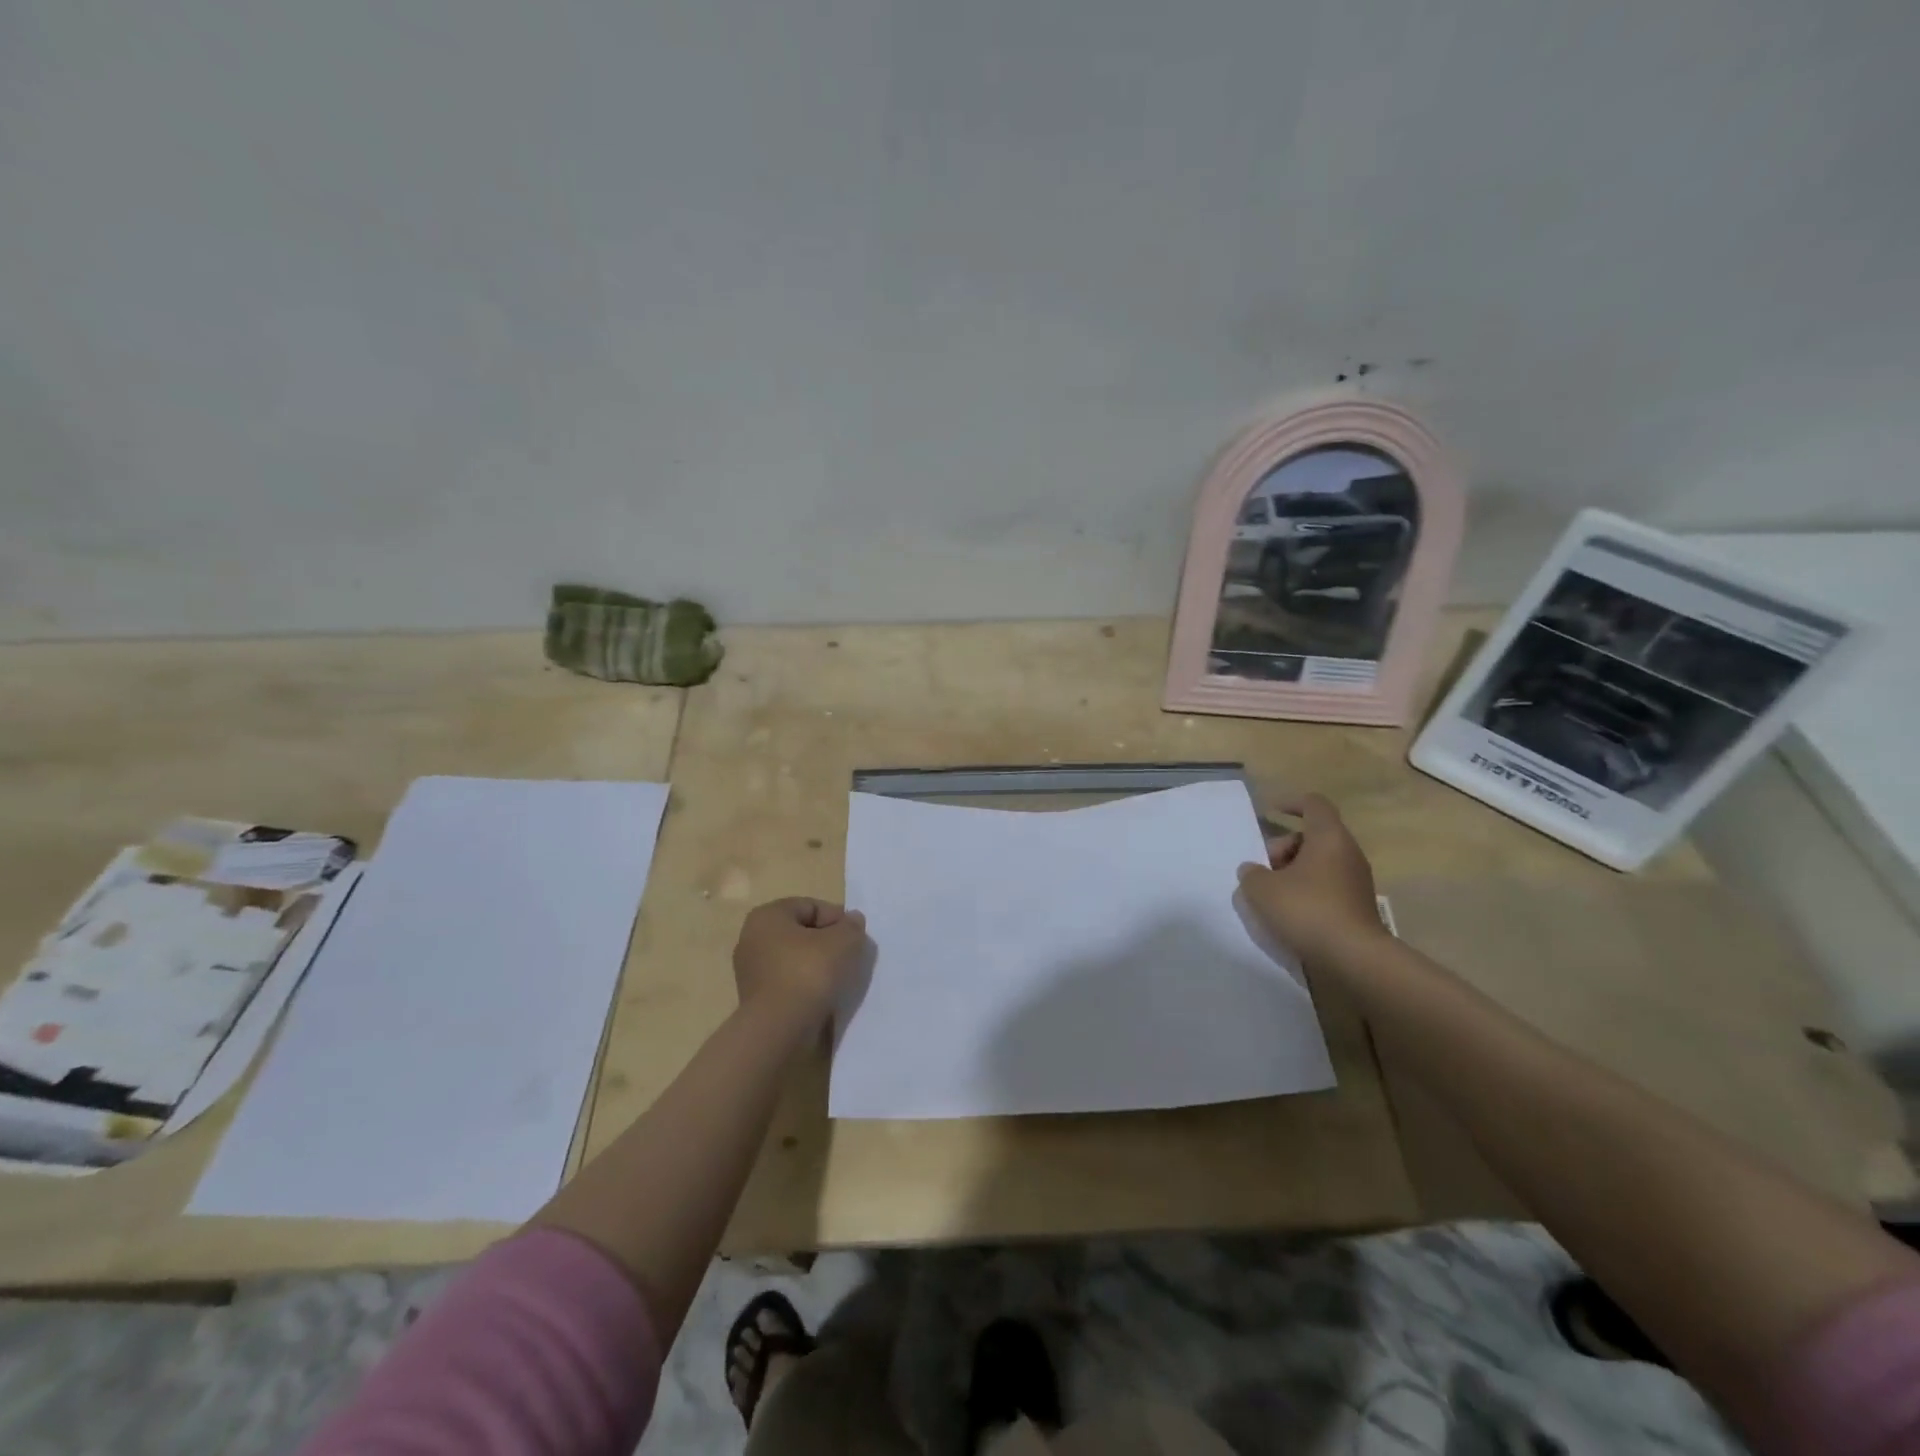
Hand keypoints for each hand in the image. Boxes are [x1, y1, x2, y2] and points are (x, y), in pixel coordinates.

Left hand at [732, 898, 870, 1025]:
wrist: (778, 1028)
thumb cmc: (809, 972)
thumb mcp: (843, 941)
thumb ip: (851, 926)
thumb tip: (852, 920)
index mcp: (767, 915)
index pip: (811, 907)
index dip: (837, 919)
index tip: (855, 938)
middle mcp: (752, 937)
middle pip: (802, 932)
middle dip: (827, 942)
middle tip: (849, 957)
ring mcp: (750, 970)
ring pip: (795, 958)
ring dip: (817, 965)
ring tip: (838, 979)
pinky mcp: (755, 997)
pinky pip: (788, 981)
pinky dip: (805, 985)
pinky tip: (822, 996)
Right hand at [1236, 794, 1385, 965]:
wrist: (1354, 958)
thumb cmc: (1307, 910)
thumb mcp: (1262, 890)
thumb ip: (1251, 874)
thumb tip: (1253, 870)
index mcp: (1329, 838)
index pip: (1313, 804)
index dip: (1290, 803)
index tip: (1268, 812)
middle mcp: (1347, 853)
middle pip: (1311, 836)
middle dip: (1282, 847)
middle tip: (1263, 870)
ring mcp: (1356, 881)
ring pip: (1318, 863)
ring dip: (1292, 872)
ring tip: (1271, 895)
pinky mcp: (1357, 906)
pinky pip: (1326, 885)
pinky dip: (1306, 891)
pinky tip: (1289, 913)